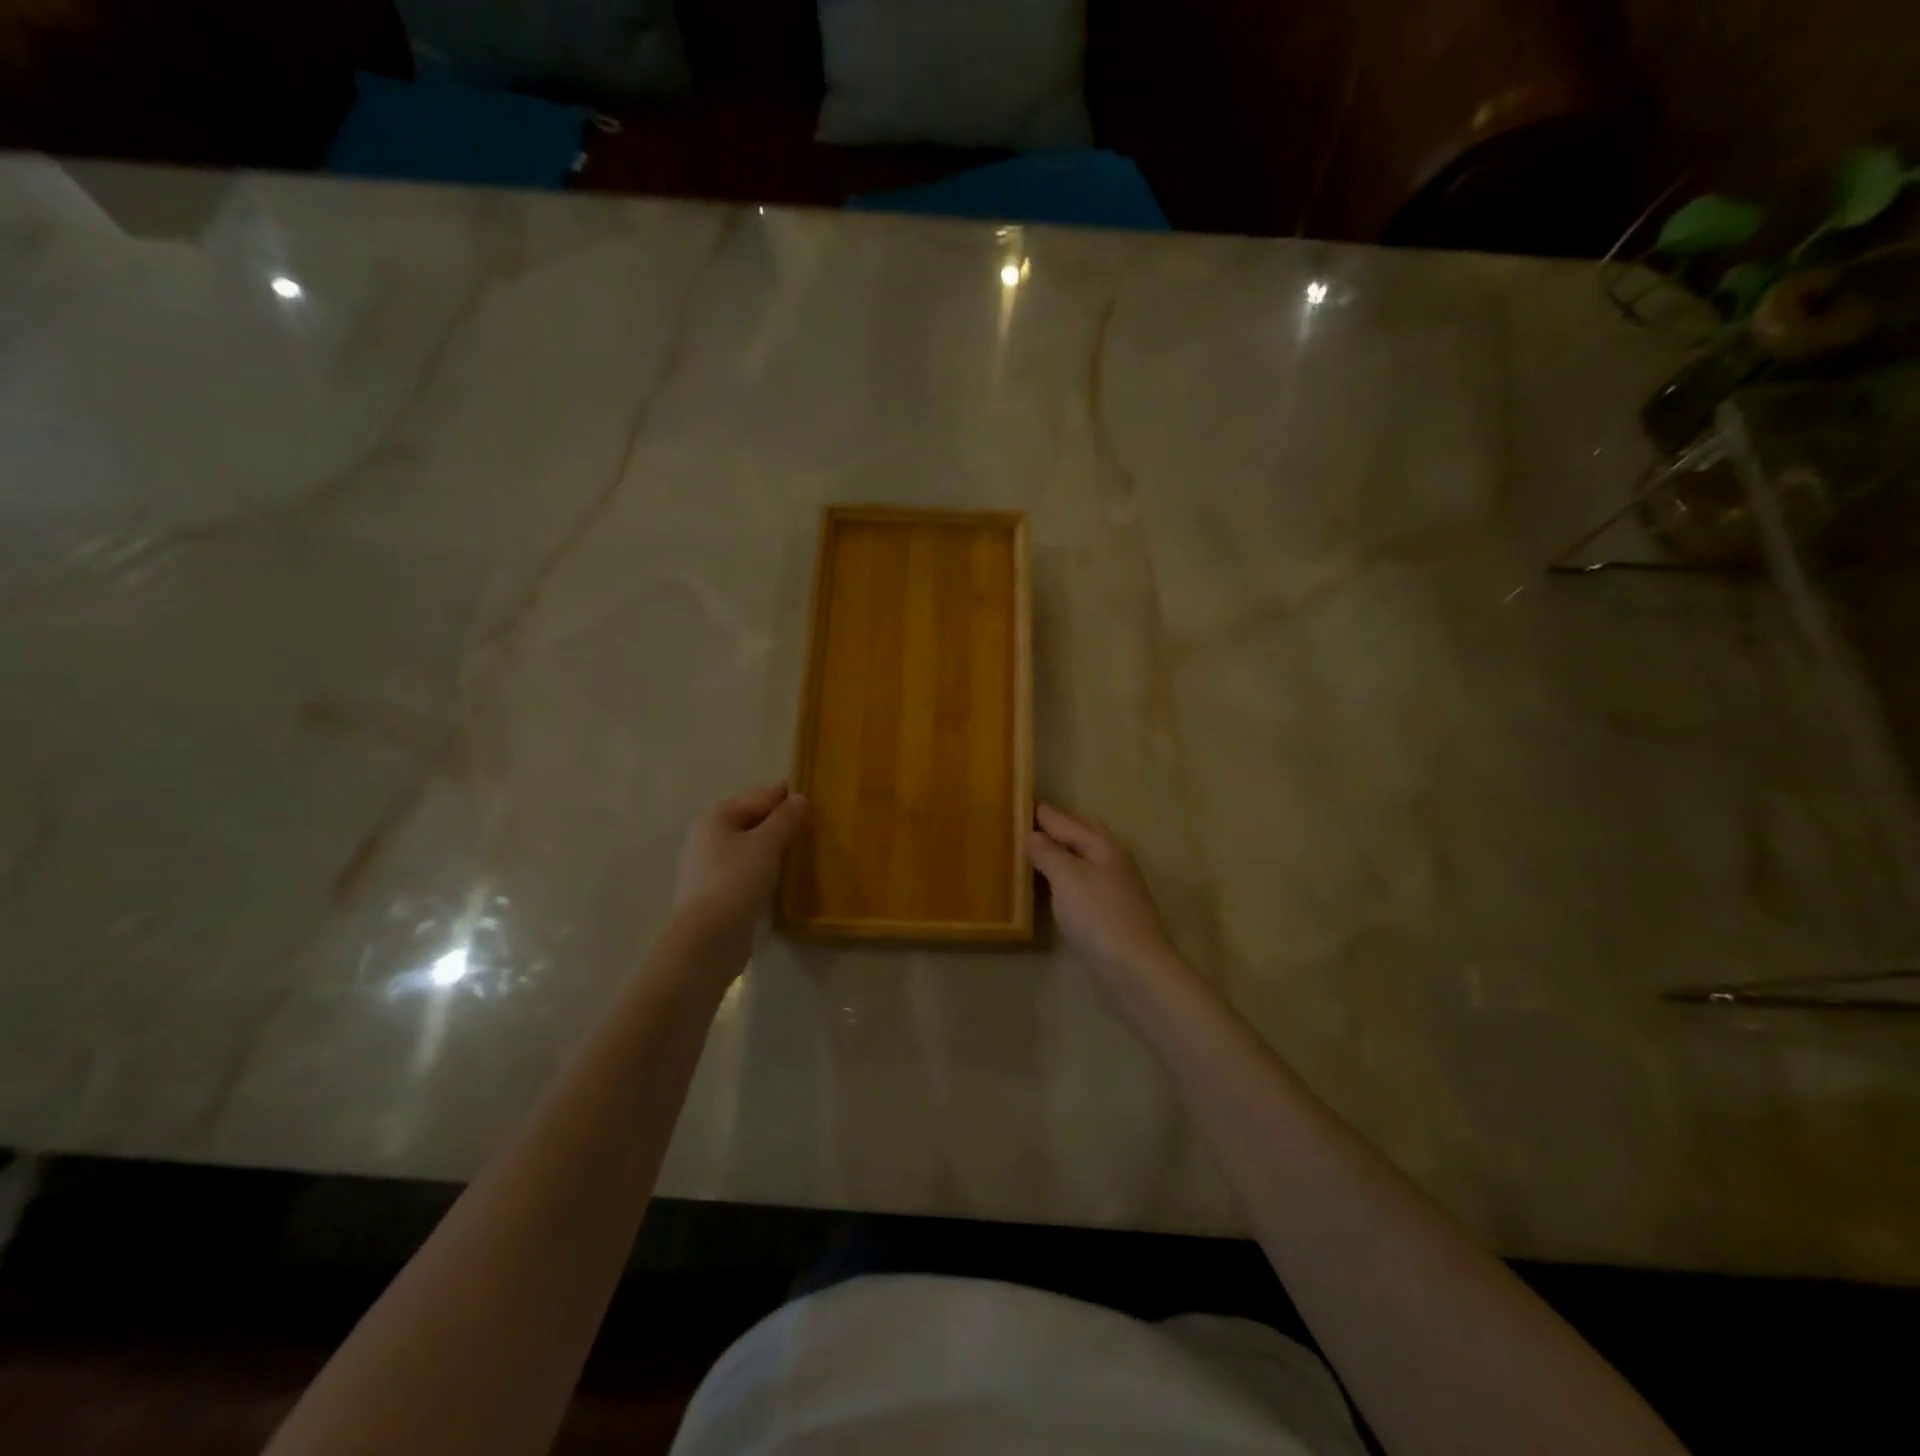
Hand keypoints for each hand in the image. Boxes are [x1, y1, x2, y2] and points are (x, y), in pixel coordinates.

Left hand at [672, 782, 807, 937]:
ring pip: (752, 846)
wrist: (708, 940)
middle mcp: (709, 836)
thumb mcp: (766, 844)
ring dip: (776, 846)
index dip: (788, 795)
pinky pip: (749, 870)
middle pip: (753, 820)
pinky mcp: (718, 892)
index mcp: (716, 817)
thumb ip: (785, 819)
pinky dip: (767, 868)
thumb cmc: (736, 881)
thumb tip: (800, 798)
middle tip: (817, 825)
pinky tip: (787, 876)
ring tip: (807, 850)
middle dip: (783, 821)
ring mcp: (711, 866)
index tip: (817, 795)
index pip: (760, 796)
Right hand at [1029, 803, 1184, 993]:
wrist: (1135, 970)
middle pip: (1082, 835)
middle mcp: (1113, 860)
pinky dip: (1065, 876)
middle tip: (1027, 822)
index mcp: (1103, 845)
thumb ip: (1048, 853)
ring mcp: (1114, 888)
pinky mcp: (1110, 913)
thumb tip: (1032, 835)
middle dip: (1057, 826)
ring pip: (1083, 858)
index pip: (1066, 821)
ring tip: (1034, 850)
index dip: (1043, 813)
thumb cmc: (1099, 917)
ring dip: (1061, 851)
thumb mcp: (1067, 878)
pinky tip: (1052, 886)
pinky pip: (1082, 882)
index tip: (1019, 802)